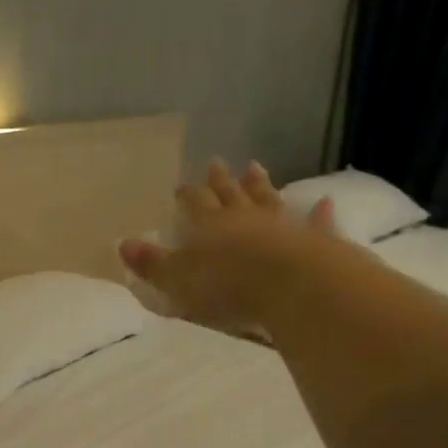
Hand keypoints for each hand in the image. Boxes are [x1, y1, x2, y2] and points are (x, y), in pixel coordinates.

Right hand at [120, 160, 337, 330]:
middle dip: (220, 180)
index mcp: (208, 226)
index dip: (187, 195)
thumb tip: (122, 244)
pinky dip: (318, 214)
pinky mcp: (312, 240)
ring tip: (255, 166)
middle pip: (229, 194)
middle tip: (216, 162)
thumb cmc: (224, 285)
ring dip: (260, 184)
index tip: (181, 185)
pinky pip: (314, 223)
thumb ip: (152, 263)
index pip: (194, 204)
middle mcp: (243, 218)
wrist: (287, 285)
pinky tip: (324, 202)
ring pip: (266, 199)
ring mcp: (280, 224)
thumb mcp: (176, 279)